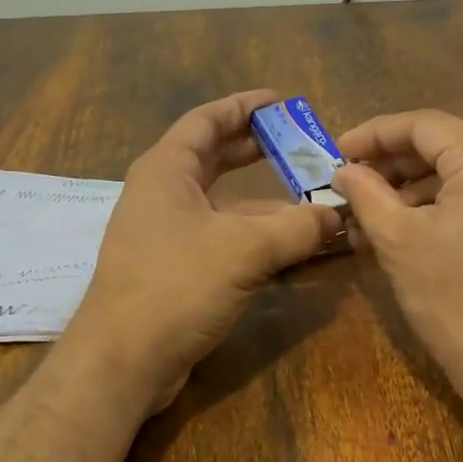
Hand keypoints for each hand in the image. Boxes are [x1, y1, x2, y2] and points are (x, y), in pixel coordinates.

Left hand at [65, 91, 341, 411]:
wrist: (124, 360)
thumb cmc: (177, 286)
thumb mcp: (245, 250)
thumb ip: (297, 228)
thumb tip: (338, 215)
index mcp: (166, 170)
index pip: (206, 121)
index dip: (243, 107)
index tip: (281, 101)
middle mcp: (161, 195)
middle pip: (213, 159)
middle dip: (256, 150)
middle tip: (300, 144)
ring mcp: (165, 235)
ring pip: (221, 205)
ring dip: (263, 202)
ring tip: (309, 199)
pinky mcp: (174, 270)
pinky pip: (220, 239)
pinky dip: (253, 237)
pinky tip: (288, 245)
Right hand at [332, 110, 462, 412]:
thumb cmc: (456, 301)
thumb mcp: (399, 241)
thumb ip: (366, 194)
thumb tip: (344, 170)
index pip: (423, 125)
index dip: (374, 135)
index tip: (336, 153)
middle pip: (448, 147)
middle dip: (395, 167)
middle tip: (351, 188)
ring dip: (418, 192)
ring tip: (374, 221)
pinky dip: (449, 208)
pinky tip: (414, 233)